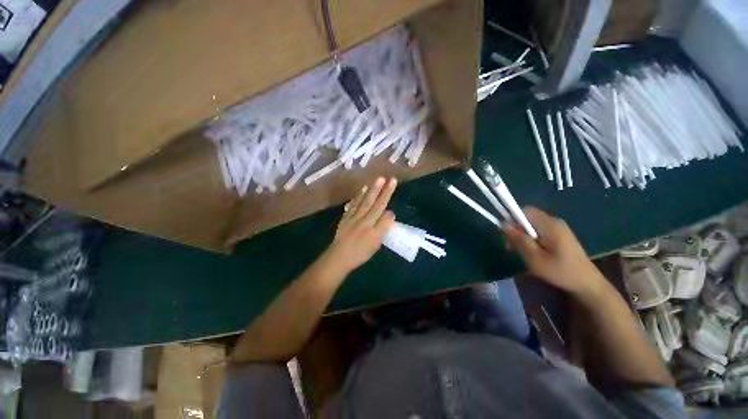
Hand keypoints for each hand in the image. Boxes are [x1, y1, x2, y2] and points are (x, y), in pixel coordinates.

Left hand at [325, 177, 396, 273]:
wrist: (339, 256)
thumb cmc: (360, 254)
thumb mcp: (375, 246)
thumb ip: (382, 230)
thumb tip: (388, 216)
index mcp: (374, 232)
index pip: (386, 218)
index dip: (390, 213)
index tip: (393, 210)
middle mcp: (366, 222)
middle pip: (377, 205)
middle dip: (385, 192)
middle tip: (391, 179)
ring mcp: (355, 218)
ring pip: (366, 201)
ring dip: (373, 190)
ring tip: (379, 179)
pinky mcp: (347, 216)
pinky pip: (354, 204)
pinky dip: (359, 196)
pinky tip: (364, 189)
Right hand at [503, 207, 605, 298]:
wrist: (587, 283)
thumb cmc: (560, 271)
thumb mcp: (534, 257)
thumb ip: (519, 239)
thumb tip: (504, 224)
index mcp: (549, 224)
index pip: (525, 211)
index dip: (512, 219)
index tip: (507, 234)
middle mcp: (554, 222)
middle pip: (527, 218)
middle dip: (516, 229)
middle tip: (511, 246)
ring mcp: (558, 229)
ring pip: (531, 225)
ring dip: (522, 236)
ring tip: (519, 251)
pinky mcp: (559, 236)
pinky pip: (539, 231)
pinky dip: (531, 239)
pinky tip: (531, 252)